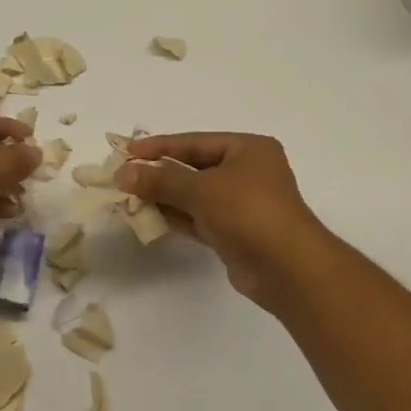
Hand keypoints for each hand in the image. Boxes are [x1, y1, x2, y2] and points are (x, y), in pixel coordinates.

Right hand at [116, 132, 336, 308]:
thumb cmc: (248, 212)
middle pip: (193, 168)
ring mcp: (241, 204)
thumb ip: (160, 179)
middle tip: (123, 176)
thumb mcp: (201, 189)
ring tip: (127, 197)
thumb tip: (122, 173)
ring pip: (194, 195)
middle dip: (159, 173)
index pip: (195, 142)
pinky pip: (198, 218)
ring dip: (164, 196)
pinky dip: (175, 216)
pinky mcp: (234, 233)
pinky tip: (147, 217)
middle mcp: (247, 172)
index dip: (159, 146)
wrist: (287, 268)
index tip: (126, 151)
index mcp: (248, 149)